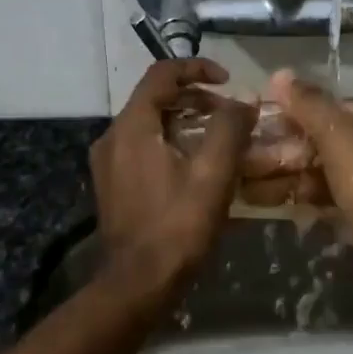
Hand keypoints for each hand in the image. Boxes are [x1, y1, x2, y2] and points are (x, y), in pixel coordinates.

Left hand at [91, 58, 255, 297]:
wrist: (137, 284)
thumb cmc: (177, 226)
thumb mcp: (213, 174)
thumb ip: (230, 128)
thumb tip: (244, 99)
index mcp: (132, 126)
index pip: (161, 74)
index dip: (197, 69)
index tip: (228, 80)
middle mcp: (113, 137)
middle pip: (155, 98)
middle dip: (196, 98)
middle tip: (231, 114)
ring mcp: (108, 163)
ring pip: (150, 124)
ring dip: (185, 121)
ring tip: (220, 138)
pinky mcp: (113, 185)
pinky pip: (143, 147)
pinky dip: (171, 143)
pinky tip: (197, 166)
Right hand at [260, 70, 352, 310]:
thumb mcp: (340, 136)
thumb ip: (309, 105)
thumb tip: (280, 74)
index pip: (334, 109)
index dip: (294, 114)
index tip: (257, 122)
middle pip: (325, 142)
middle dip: (283, 151)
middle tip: (242, 157)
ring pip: (322, 174)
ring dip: (284, 176)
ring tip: (243, 182)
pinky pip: (326, 200)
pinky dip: (299, 199)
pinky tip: (265, 201)